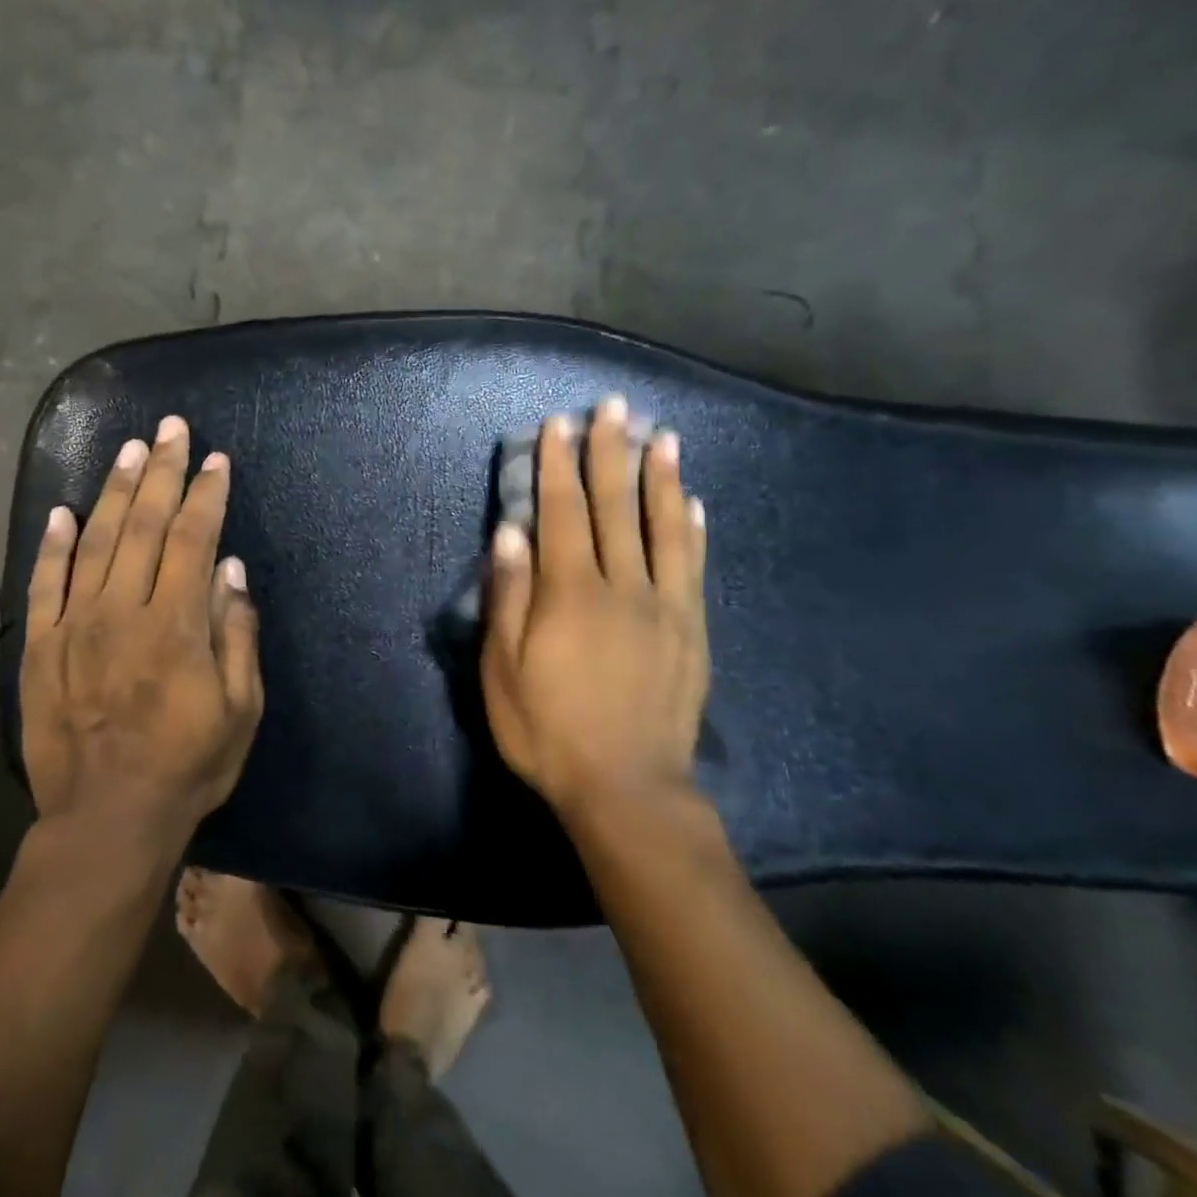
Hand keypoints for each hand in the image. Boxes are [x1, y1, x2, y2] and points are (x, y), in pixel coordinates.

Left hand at [21, 416, 263, 847]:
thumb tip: (231, 570)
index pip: (194, 539)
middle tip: (172, 429)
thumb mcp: (240, 709)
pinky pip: (44, 583)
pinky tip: (62, 510)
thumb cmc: (188, 766)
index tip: (216, 460)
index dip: (207, 495)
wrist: (107, 819)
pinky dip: (52, 544)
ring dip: (115, 491)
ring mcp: (75, 626)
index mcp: (176, 624)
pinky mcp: (41, 647)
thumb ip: (236, 634)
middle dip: (163, 471)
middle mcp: (123, 610)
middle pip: (145, 525)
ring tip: (129, 450)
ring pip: (95, 541)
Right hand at [480, 396, 708, 819]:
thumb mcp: (504, 672)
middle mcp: (623, 587)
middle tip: (615, 407)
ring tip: (662, 437)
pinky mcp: (691, 631)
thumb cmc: (549, 732)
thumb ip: (509, 598)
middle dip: (611, 453)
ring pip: (663, 528)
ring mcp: (665, 607)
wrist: (628, 789)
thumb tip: (511, 534)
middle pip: (616, 507)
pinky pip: (693, 567)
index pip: (563, 514)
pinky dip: (691, 530)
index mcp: (571, 595)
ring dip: (660, 478)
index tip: (558, 424)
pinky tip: (692, 504)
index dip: (557, 467)